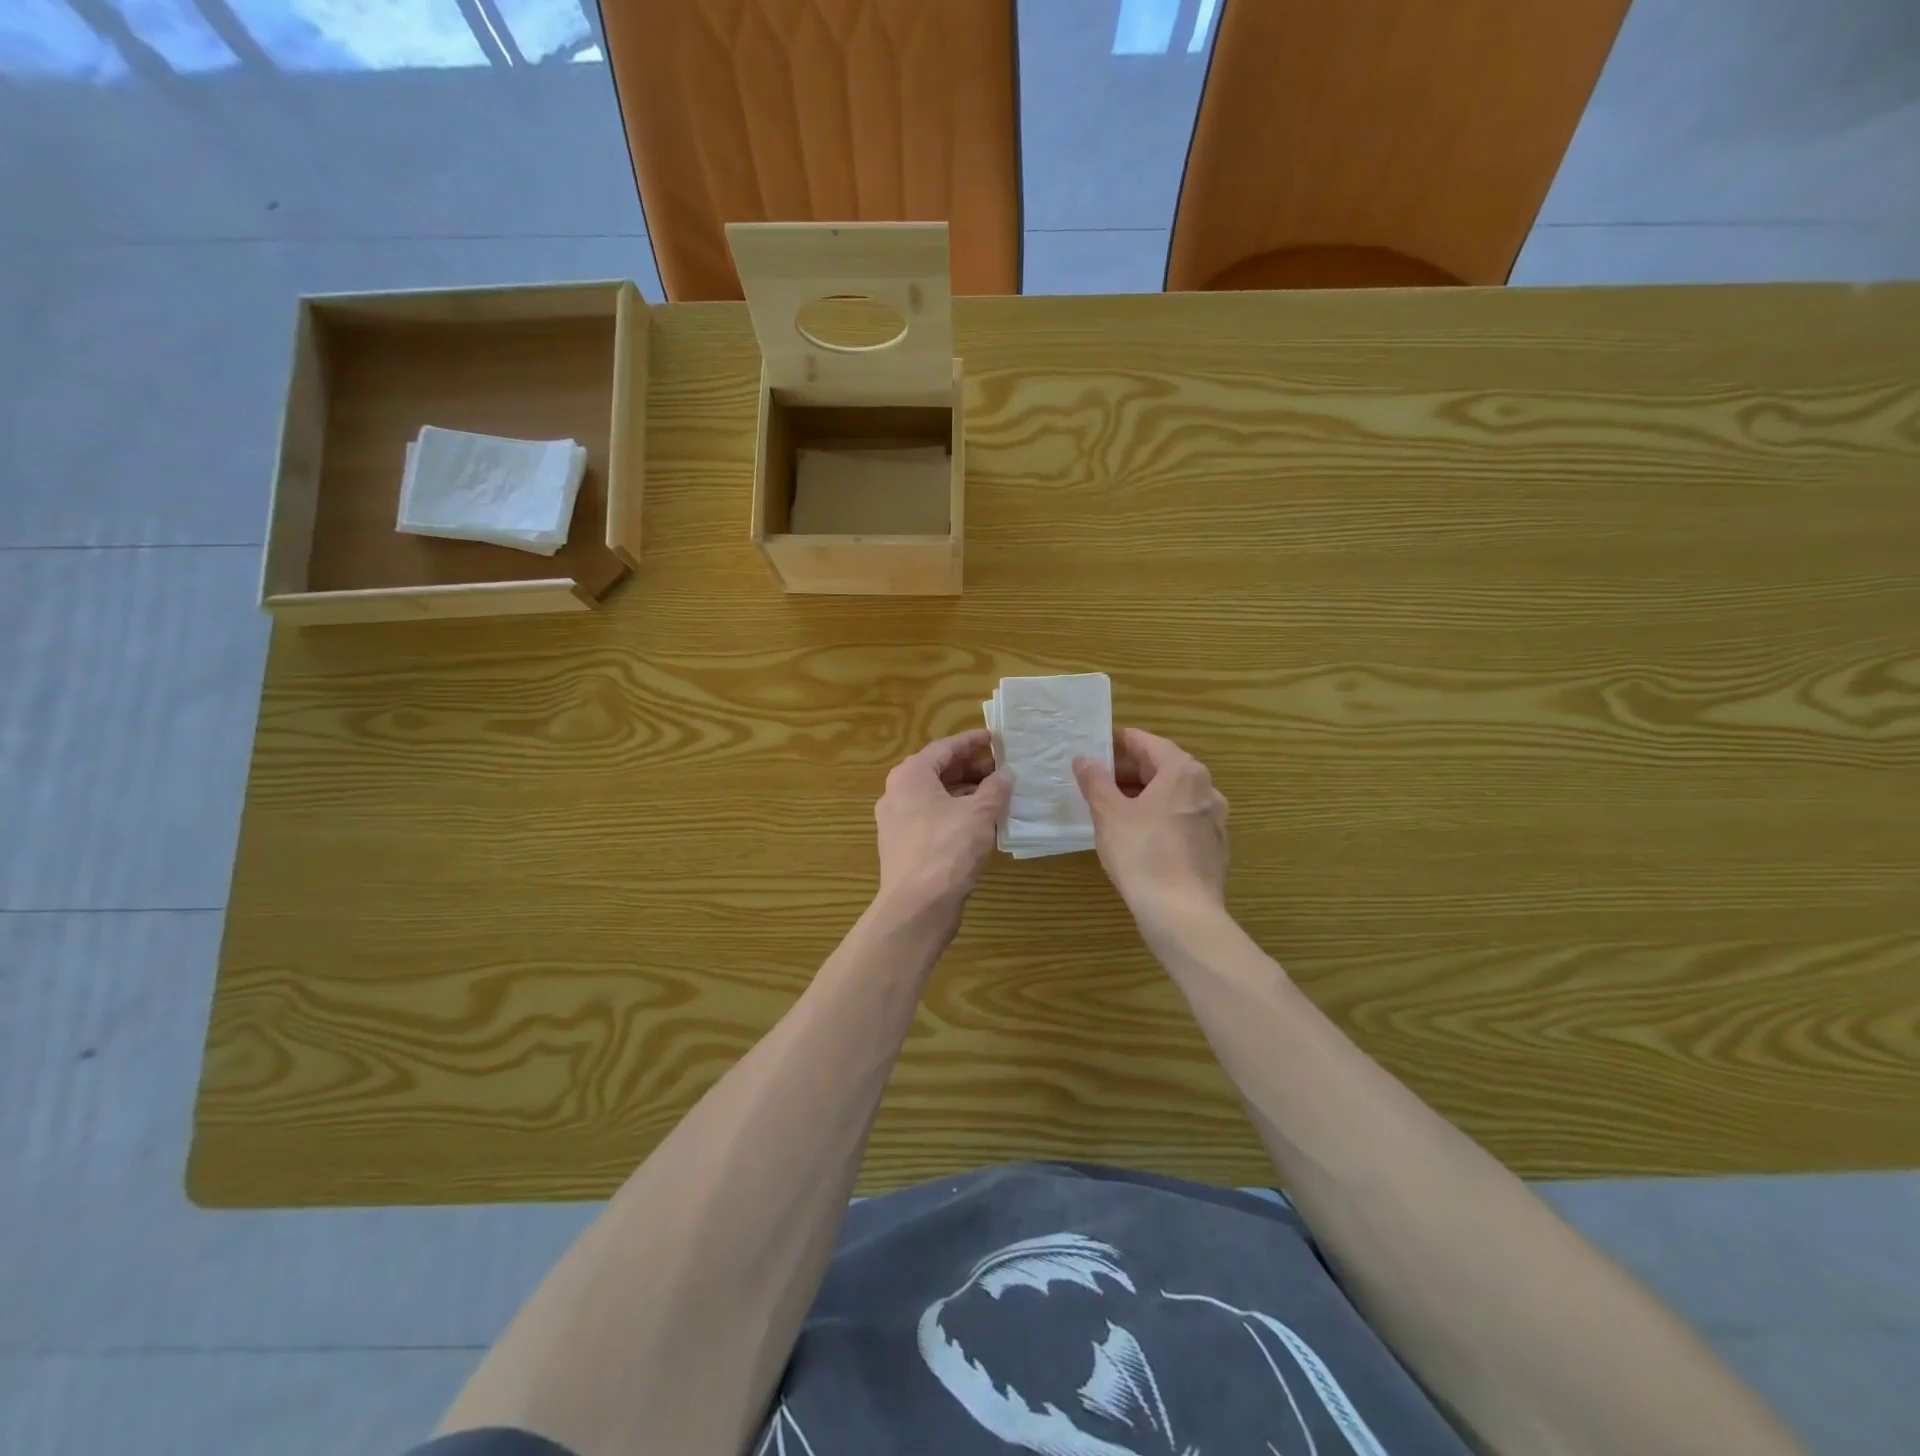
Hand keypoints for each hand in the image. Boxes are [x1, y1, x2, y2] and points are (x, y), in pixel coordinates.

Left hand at [874, 729, 1010, 924]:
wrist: (917, 906)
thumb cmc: (947, 848)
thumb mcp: (979, 813)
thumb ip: (995, 788)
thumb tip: (1006, 774)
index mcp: (910, 776)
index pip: (944, 747)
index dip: (972, 741)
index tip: (995, 738)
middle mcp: (897, 793)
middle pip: (937, 771)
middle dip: (970, 768)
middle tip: (1001, 769)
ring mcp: (898, 822)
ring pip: (936, 797)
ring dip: (966, 793)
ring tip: (997, 795)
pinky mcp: (904, 847)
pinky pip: (933, 819)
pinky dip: (956, 814)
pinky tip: (981, 823)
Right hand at [1073, 728, 1228, 922]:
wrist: (1182, 913)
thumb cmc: (1142, 853)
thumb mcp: (1109, 814)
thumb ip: (1096, 781)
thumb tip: (1085, 758)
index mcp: (1183, 771)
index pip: (1148, 743)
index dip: (1120, 743)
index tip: (1098, 747)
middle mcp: (1206, 788)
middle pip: (1164, 768)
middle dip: (1130, 771)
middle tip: (1099, 779)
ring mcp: (1215, 819)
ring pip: (1174, 795)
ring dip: (1145, 795)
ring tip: (1114, 807)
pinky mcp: (1214, 846)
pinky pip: (1183, 819)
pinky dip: (1160, 816)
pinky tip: (1140, 835)